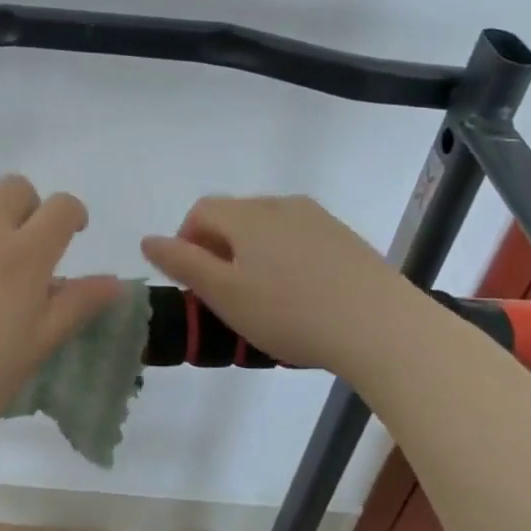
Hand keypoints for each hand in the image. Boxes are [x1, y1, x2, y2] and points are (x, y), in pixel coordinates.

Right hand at [141, 195, 424, 370]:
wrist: (382, 327)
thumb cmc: (290, 311)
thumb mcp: (224, 294)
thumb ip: (182, 264)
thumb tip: (148, 239)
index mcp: (246, 214)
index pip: (201, 211)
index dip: (187, 241)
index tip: (194, 282)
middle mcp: (280, 204)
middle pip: (235, 217)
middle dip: (220, 249)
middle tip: (226, 295)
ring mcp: (318, 218)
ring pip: (269, 229)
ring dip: (254, 254)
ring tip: (265, 299)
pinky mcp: (346, 238)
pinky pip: (301, 240)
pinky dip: (288, 260)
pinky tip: (302, 297)